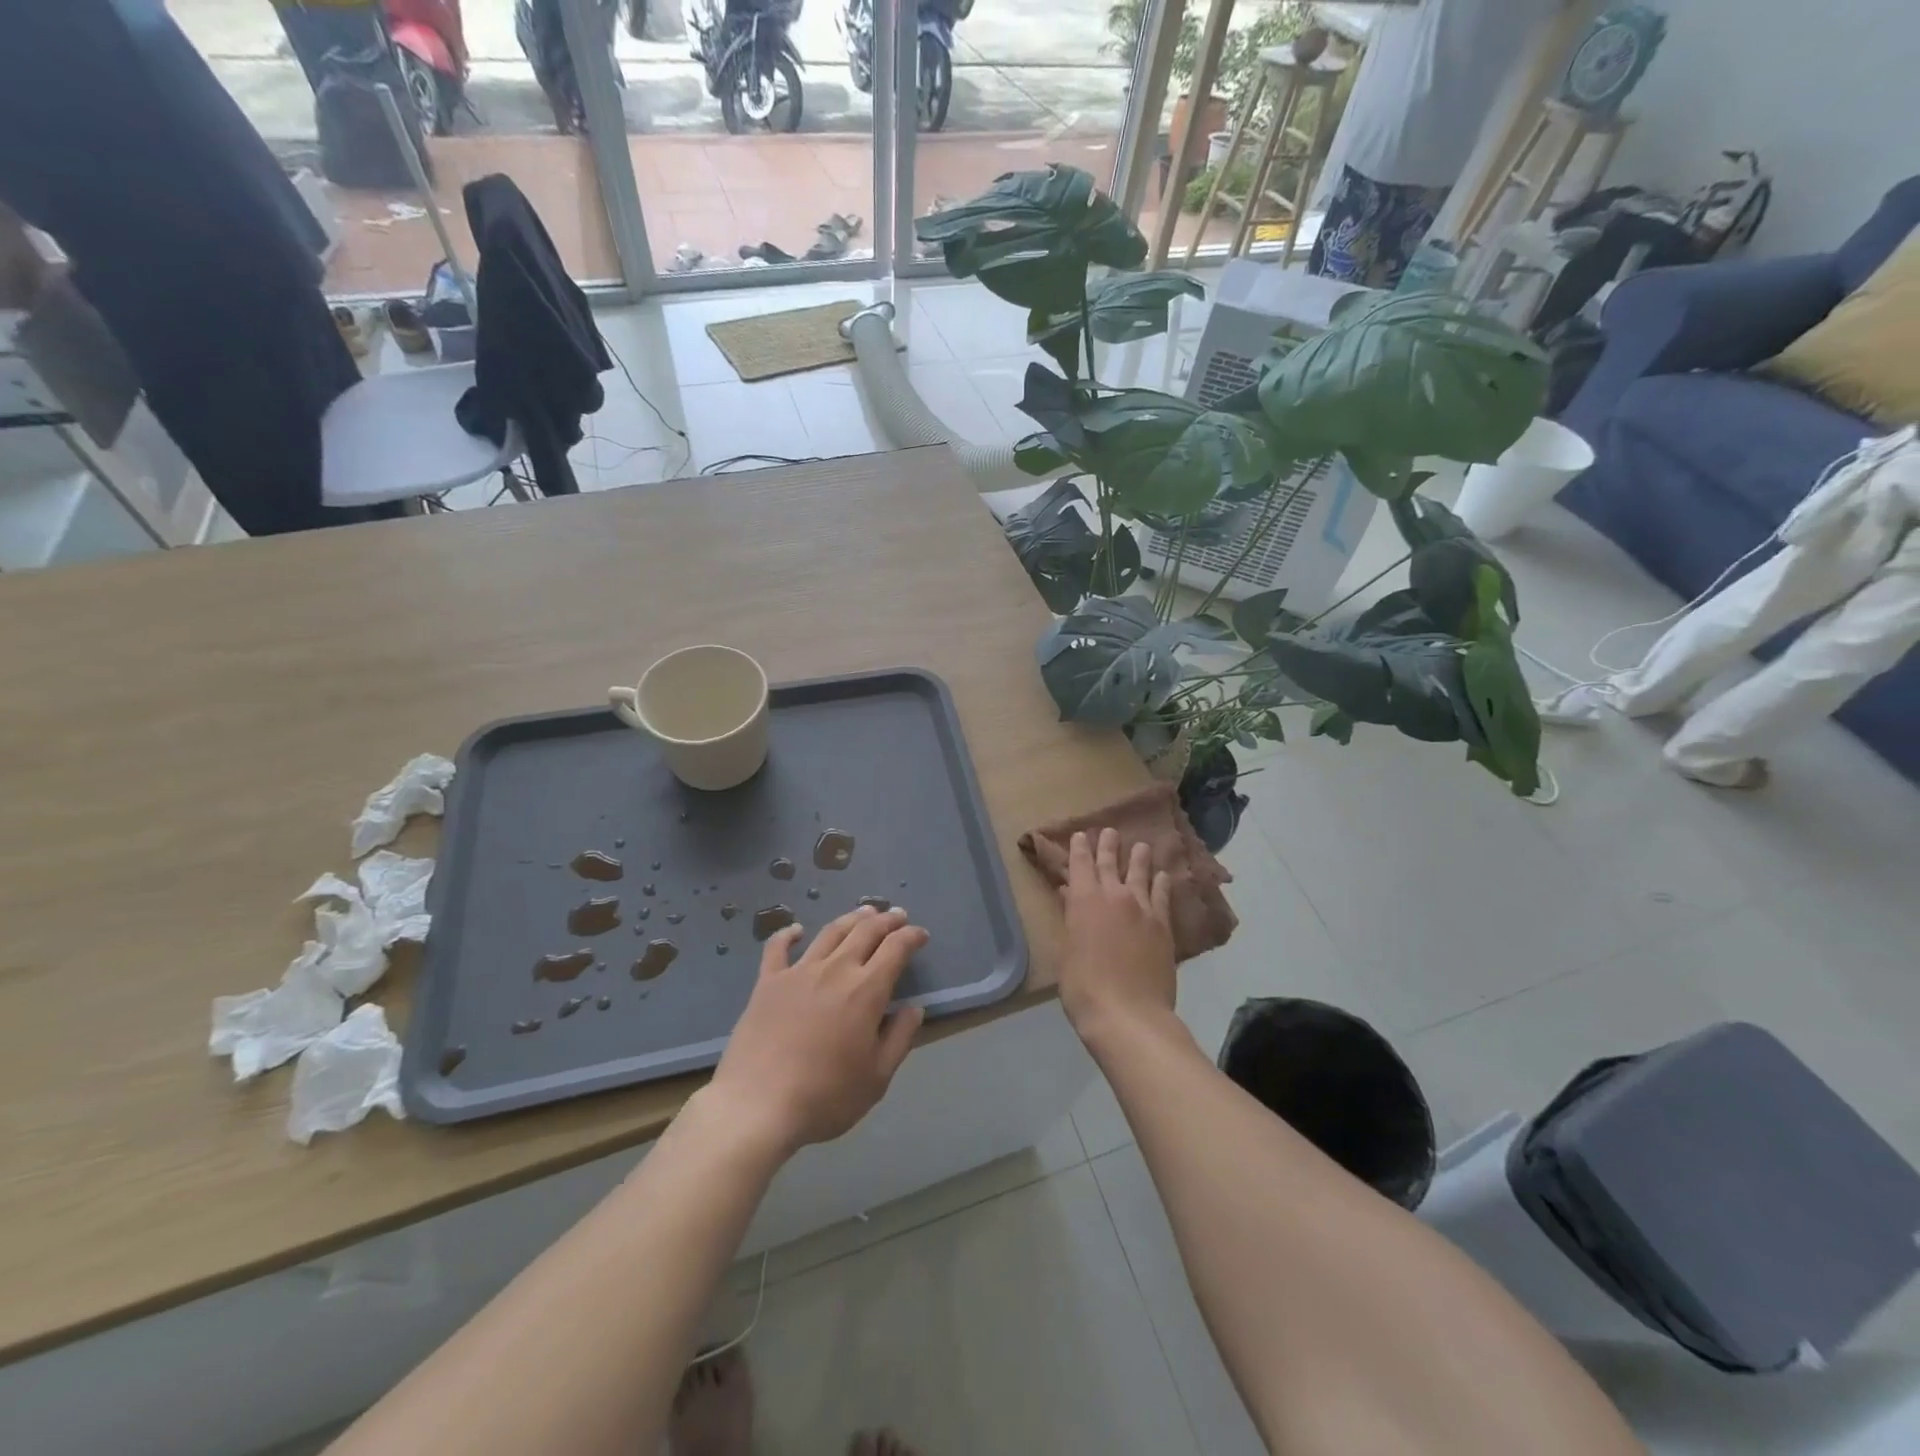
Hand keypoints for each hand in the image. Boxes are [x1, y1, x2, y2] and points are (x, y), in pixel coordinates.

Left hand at [705, 906, 927, 1154]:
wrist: (759, 1106)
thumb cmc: (826, 1097)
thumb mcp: (877, 1077)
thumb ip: (900, 1038)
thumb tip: (914, 1008)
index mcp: (866, 990)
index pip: (896, 949)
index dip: (911, 936)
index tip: (921, 934)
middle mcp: (835, 970)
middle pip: (865, 932)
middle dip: (886, 920)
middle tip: (897, 915)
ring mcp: (798, 972)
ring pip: (830, 933)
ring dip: (851, 919)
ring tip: (863, 912)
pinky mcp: (768, 982)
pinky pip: (778, 948)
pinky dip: (789, 933)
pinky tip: (797, 929)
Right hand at [1057, 828, 1174, 1035]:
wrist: (1129, 1015)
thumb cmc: (1084, 987)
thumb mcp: (1066, 952)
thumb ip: (1071, 919)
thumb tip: (1070, 895)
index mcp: (1084, 900)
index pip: (1080, 864)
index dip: (1079, 848)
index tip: (1081, 835)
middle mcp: (1114, 895)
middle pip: (1111, 862)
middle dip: (1108, 844)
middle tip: (1110, 831)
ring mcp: (1143, 909)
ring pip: (1141, 873)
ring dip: (1139, 857)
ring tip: (1141, 846)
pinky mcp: (1163, 926)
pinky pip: (1162, 895)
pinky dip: (1162, 883)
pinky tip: (1164, 876)